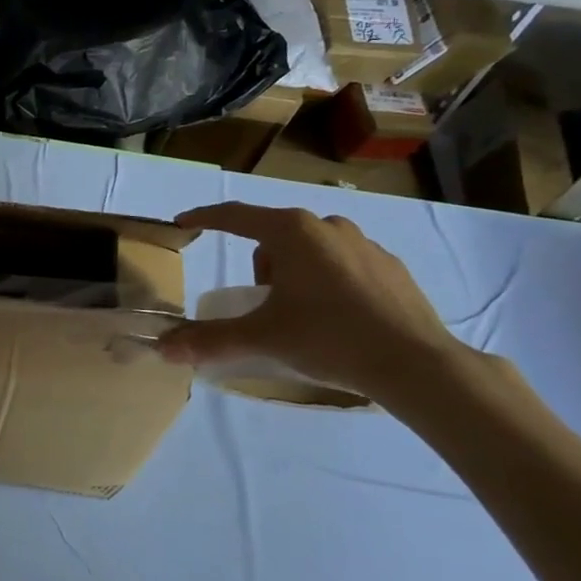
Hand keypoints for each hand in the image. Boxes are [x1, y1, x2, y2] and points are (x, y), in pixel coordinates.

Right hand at [159, 201, 464, 400]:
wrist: (416, 364)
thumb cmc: (329, 337)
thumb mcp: (263, 337)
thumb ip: (211, 340)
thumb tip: (164, 349)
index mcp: (293, 231)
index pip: (235, 216)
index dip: (205, 219)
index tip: (183, 223)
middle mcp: (328, 226)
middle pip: (274, 237)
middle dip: (261, 268)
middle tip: (264, 306)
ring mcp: (365, 244)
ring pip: (310, 250)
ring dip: (294, 274)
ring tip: (301, 316)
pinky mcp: (391, 267)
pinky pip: (343, 265)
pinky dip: (328, 283)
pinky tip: (338, 319)